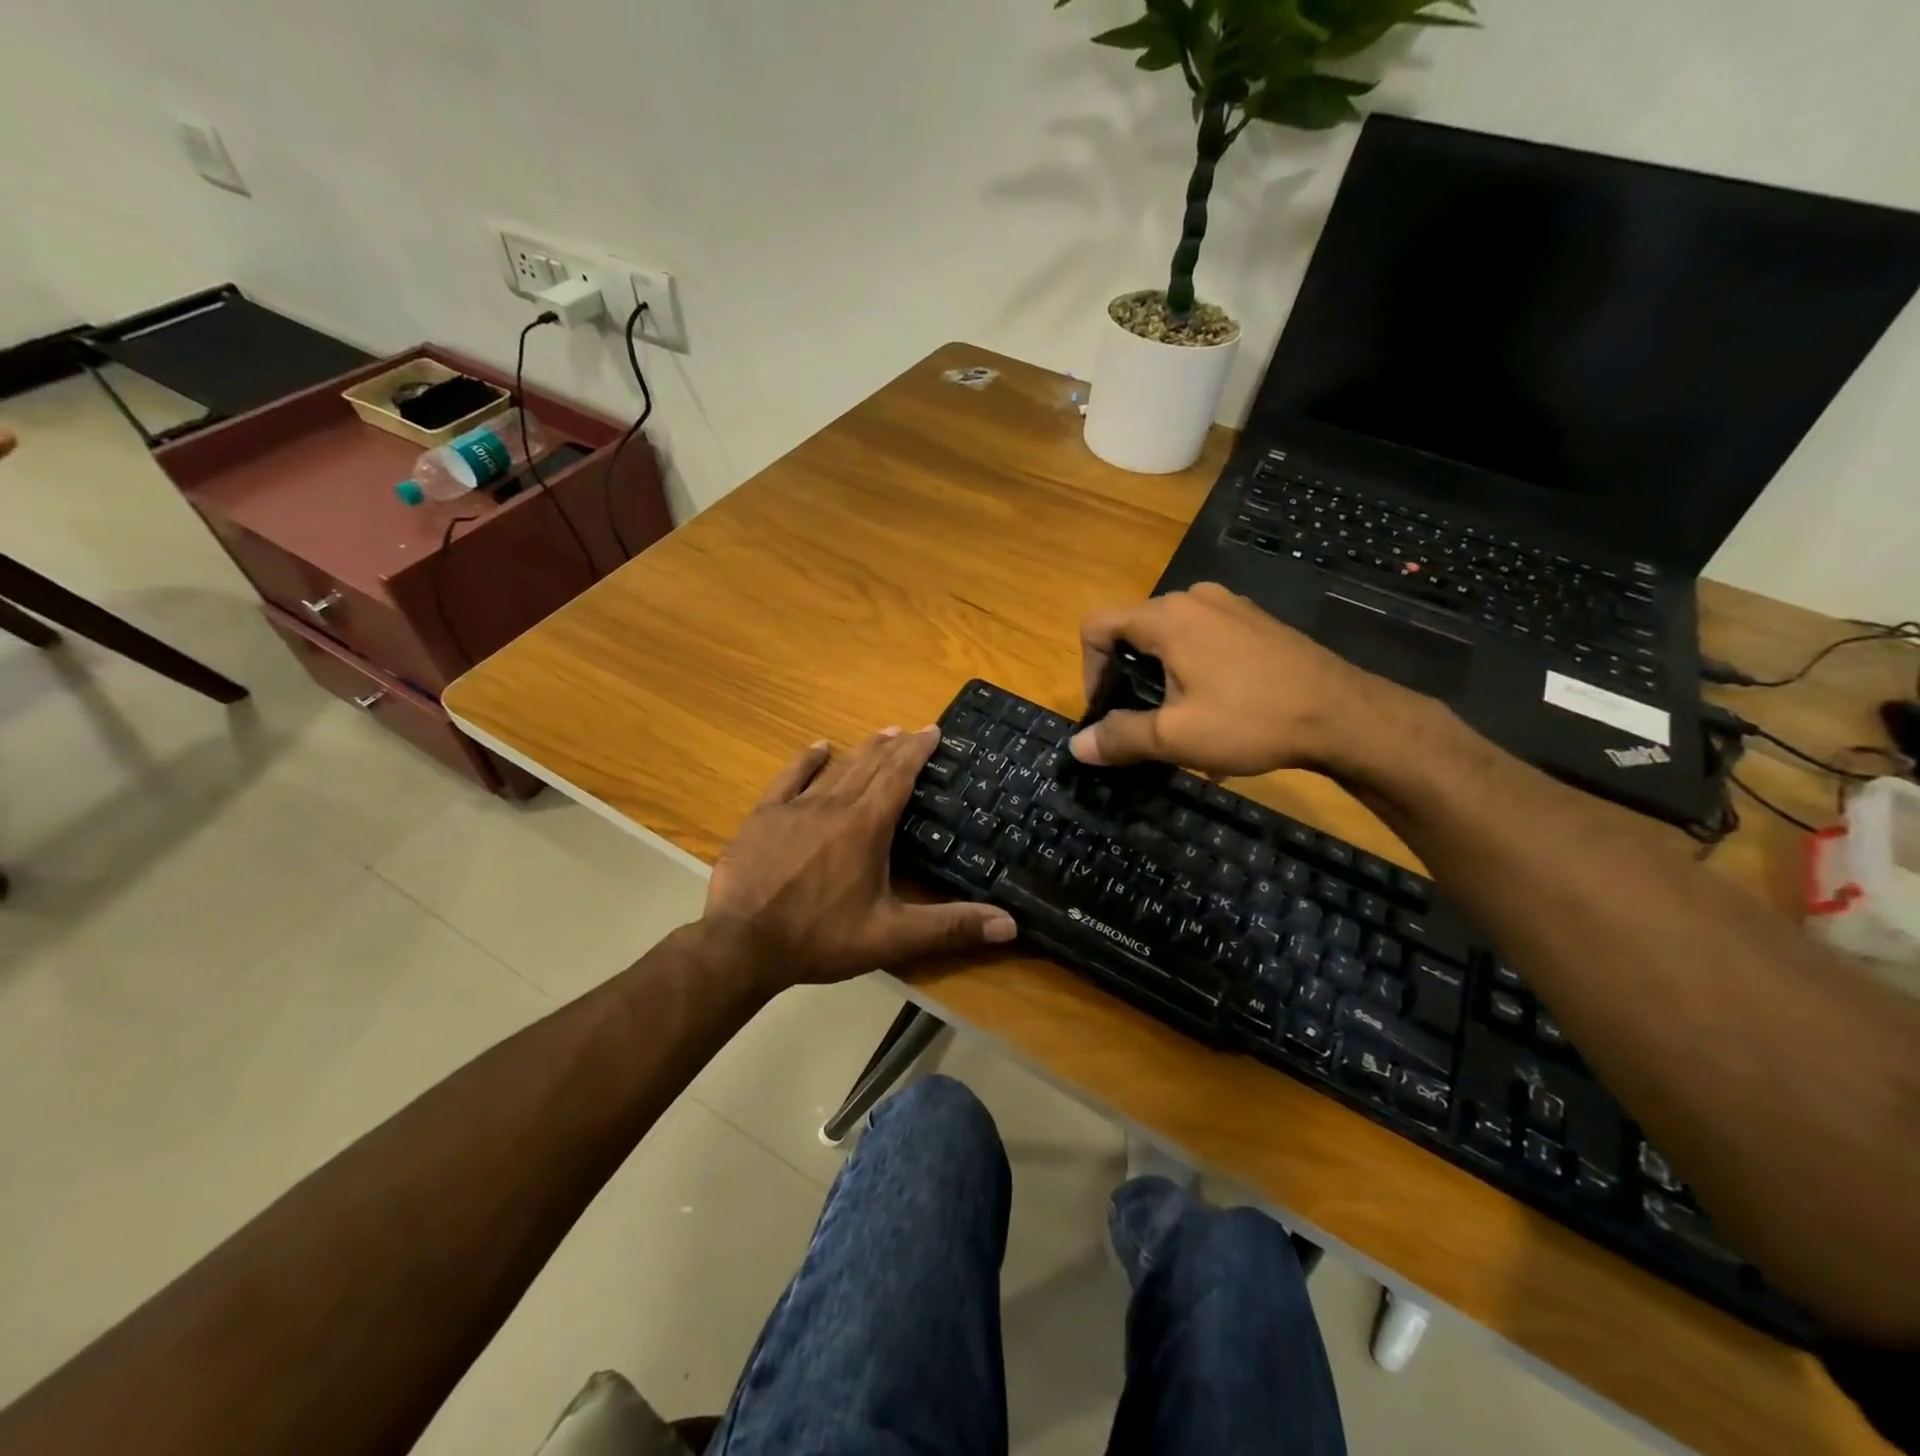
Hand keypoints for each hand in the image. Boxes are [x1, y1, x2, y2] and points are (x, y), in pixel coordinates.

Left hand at [705, 727, 1016, 989]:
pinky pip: (789, 778)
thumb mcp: (891, 937)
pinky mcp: (764, 817)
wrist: (742, 944)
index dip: (917, 751)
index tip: (932, 730)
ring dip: (861, 749)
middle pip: (870, 765)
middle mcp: (834, 806)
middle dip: (894, 745)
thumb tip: (1009, 925)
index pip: (898, 776)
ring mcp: (795, 808)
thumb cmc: (820, 937)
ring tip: (881, 734)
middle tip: (911, 730)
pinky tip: (818, 747)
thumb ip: (950, 927)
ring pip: (836, 768)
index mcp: (866, 826)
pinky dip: (806, 761)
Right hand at [1071, 582, 1413, 777]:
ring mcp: (1230, 607)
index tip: (1106, 711)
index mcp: (1167, 617)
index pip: (1098, 626)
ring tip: (1179, 721)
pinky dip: (1193, 670)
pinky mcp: (1256, 623)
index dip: (1089, 670)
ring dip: (1161, 677)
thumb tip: (1076, 745)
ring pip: (1171, 638)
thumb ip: (1119, 737)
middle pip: (1133, 631)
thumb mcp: (1175, 737)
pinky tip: (1217, 710)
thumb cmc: (1251, 720)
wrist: (1345, 716)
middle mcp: (1194, 600)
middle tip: (1140, 722)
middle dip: (1125, 678)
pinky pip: (1205, 640)